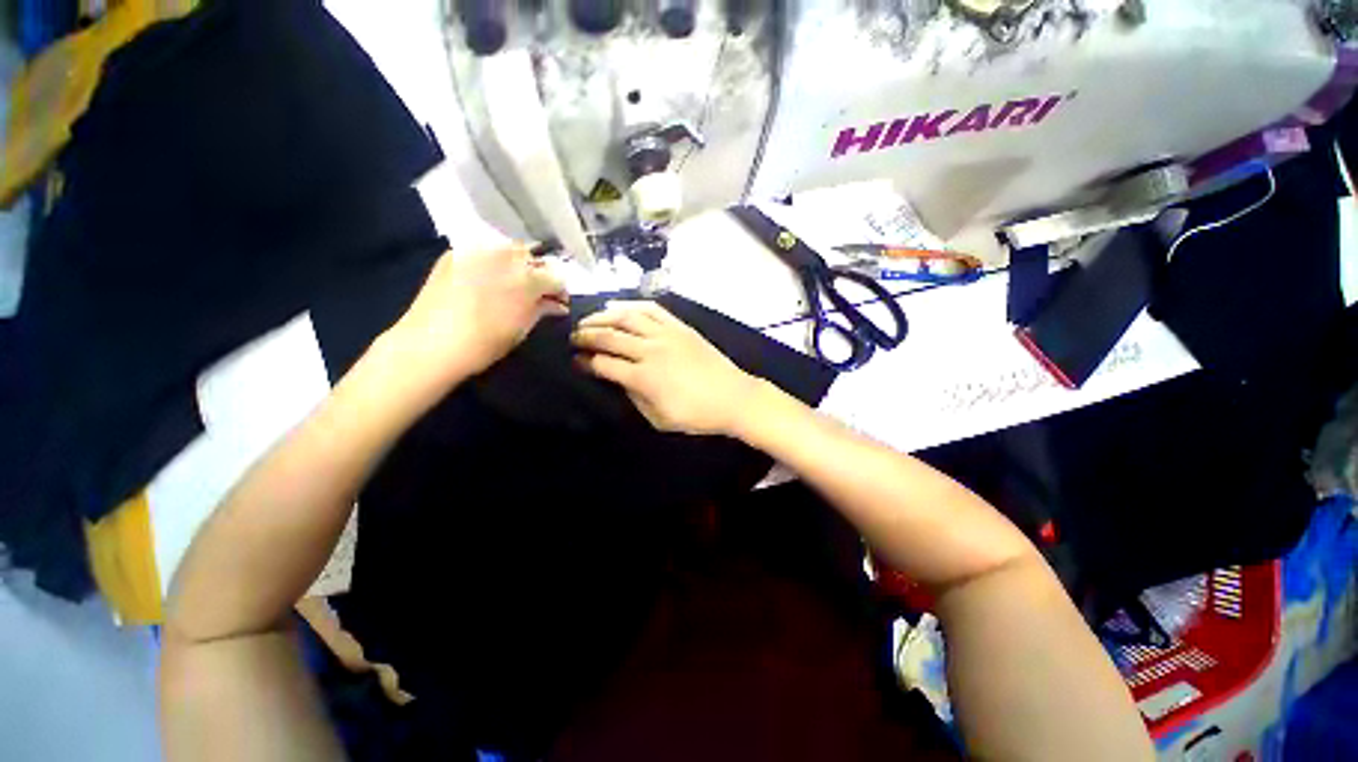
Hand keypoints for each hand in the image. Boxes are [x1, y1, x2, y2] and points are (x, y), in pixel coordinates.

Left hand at [386, 247, 567, 388]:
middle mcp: (505, 255)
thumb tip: (556, 305)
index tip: (557, 303)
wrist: (430, 344)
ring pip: (508, 249)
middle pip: (533, 256)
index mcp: (528, 278)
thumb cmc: (485, 343)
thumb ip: (543, 309)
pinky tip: (487, 280)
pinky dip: (491, 262)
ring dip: (516, 264)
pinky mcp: (455, 251)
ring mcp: (478, 249)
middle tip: (535, 293)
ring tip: (510, 285)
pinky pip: (483, 250)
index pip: (556, 276)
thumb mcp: (523, 328)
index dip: (560, 291)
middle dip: (539, 273)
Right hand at [571, 301, 758, 435]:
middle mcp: (650, 350)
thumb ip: (635, 398)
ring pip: (626, 317)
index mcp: (643, 377)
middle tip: (574, 338)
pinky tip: (619, 307)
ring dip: (603, 316)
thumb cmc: (697, 415)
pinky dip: (631, 306)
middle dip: (586, 336)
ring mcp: (666, 334)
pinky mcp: (680, 326)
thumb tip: (619, 379)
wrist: (733, 397)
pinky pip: (651, 309)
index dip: (586, 362)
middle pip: (609, 336)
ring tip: (589, 320)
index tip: (576, 361)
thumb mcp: (659, 419)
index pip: (604, 364)